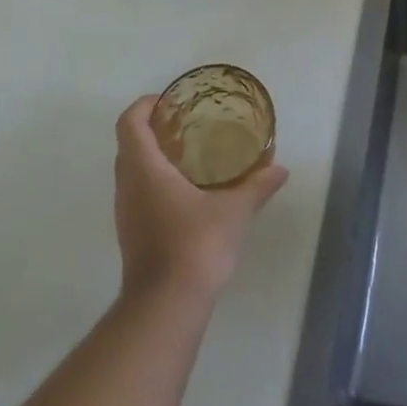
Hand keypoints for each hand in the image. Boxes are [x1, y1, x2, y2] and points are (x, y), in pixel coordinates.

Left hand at [114, 95, 288, 305]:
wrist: (166, 305)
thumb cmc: (195, 245)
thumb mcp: (234, 211)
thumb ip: (257, 186)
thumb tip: (280, 169)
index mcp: (145, 169)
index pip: (129, 123)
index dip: (144, 105)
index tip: (168, 101)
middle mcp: (128, 186)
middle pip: (129, 144)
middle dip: (152, 128)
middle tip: (185, 124)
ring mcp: (126, 212)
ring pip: (131, 170)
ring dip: (152, 156)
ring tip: (189, 153)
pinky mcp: (131, 233)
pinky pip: (137, 192)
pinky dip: (154, 180)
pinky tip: (186, 190)